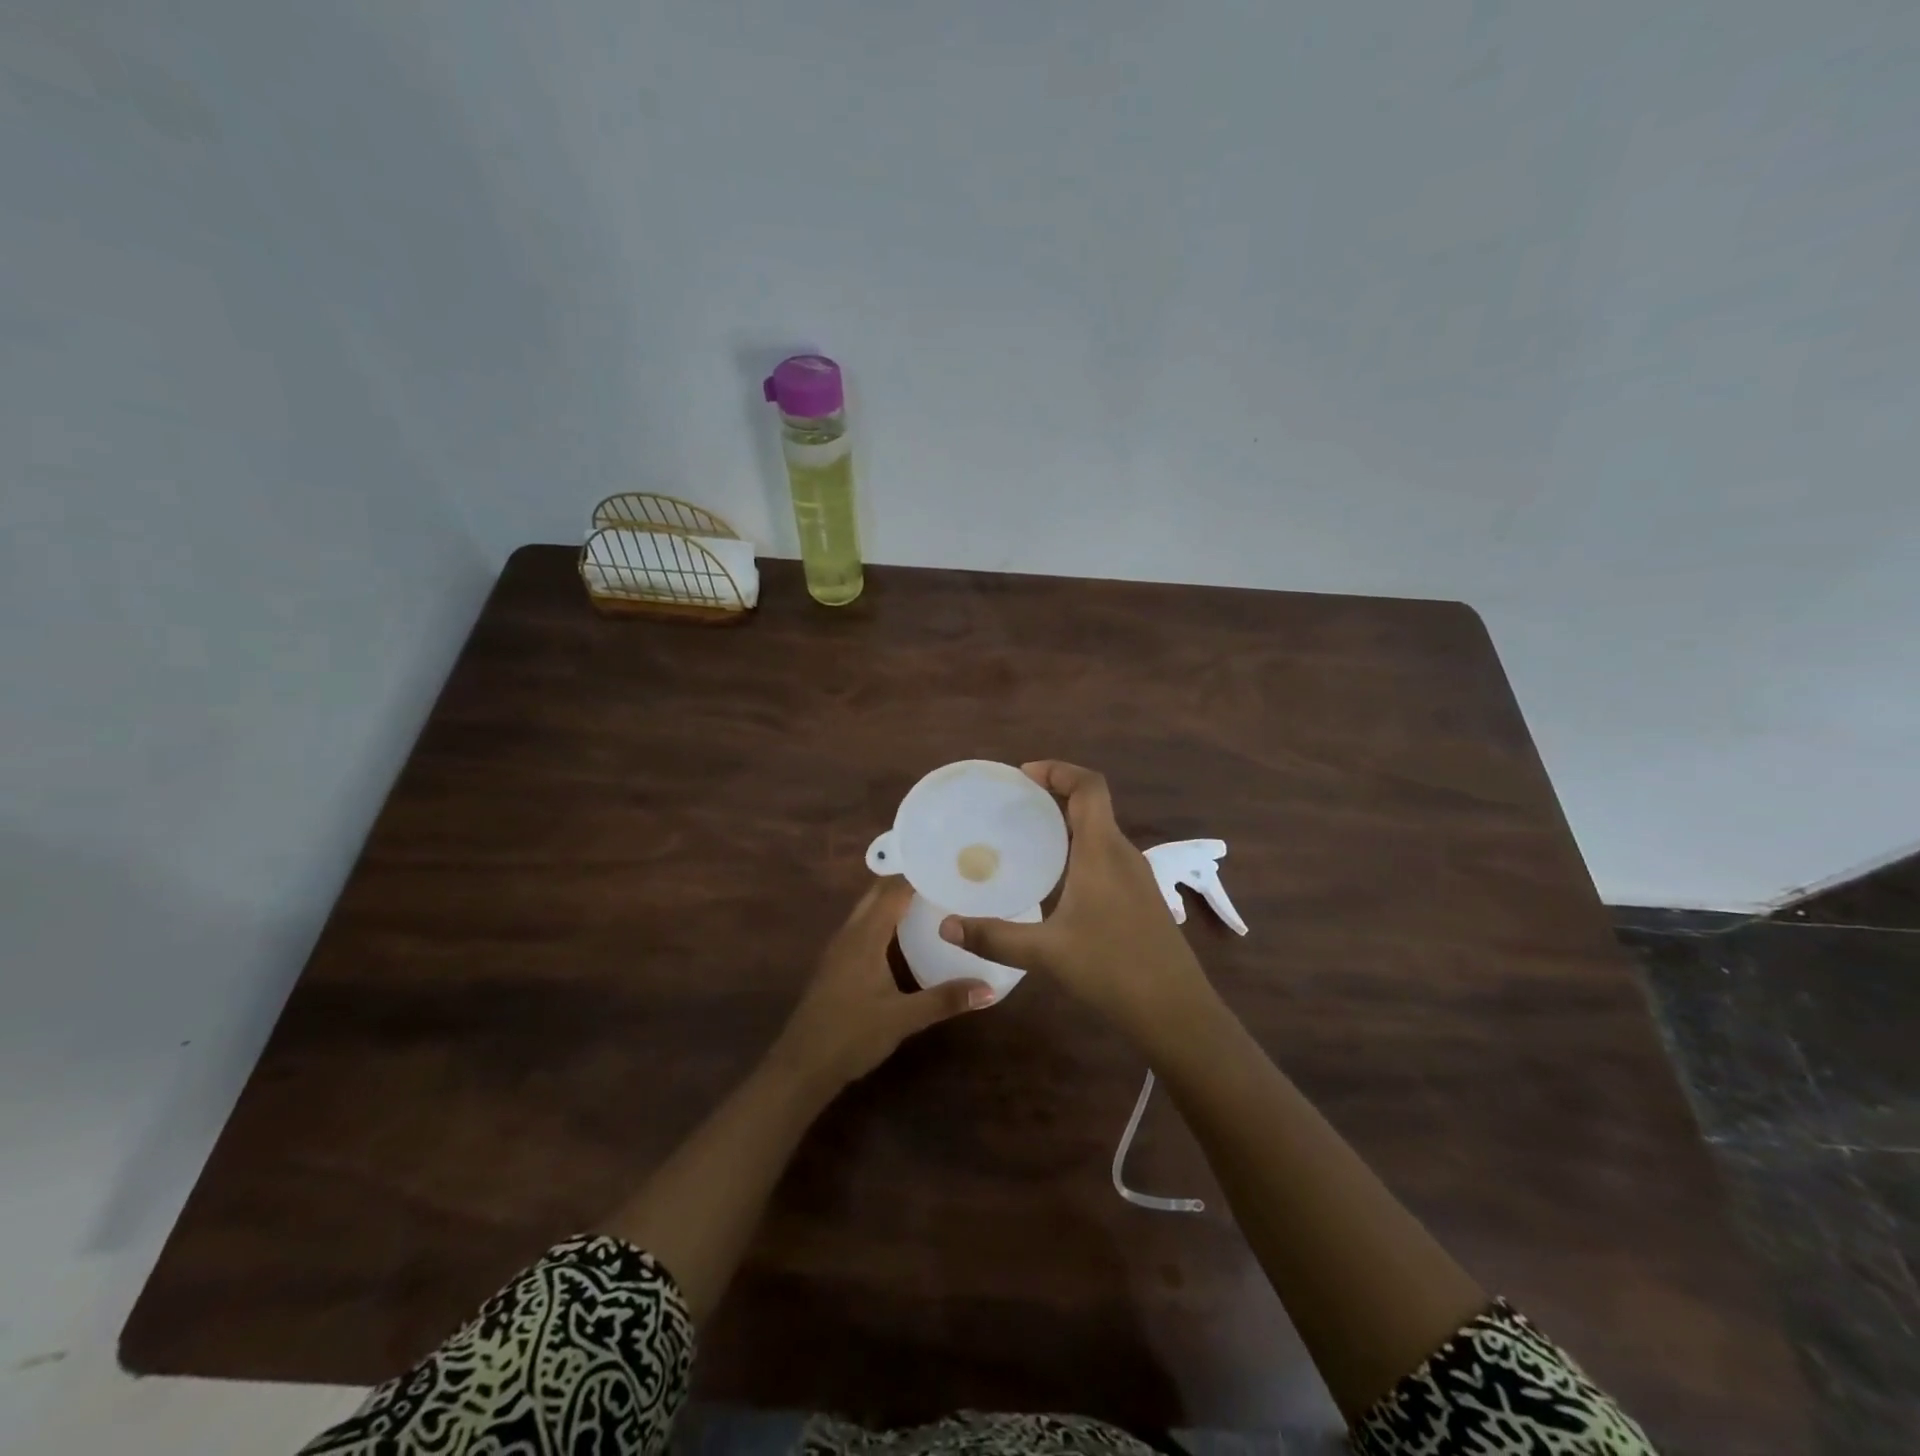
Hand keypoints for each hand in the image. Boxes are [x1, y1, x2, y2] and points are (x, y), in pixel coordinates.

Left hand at [774, 877, 991, 1091]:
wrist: (801, 1066)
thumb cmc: (850, 1035)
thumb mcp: (902, 1019)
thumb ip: (944, 1000)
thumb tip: (989, 988)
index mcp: (865, 936)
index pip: (893, 890)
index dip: (918, 873)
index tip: (949, 864)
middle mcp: (850, 933)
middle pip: (878, 893)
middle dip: (908, 881)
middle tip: (945, 877)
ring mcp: (840, 948)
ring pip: (869, 909)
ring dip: (894, 898)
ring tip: (932, 896)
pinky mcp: (837, 964)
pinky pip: (864, 926)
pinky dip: (885, 918)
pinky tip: (905, 933)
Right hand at [939, 761, 1208, 1038]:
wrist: (1176, 1011)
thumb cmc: (1112, 969)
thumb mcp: (1045, 953)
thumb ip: (994, 937)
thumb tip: (945, 926)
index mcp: (1102, 851)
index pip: (1089, 786)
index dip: (1058, 770)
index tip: (1022, 776)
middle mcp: (1123, 853)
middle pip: (1093, 804)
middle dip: (1054, 795)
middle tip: (1013, 807)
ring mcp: (1136, 876)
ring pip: (1100, 832)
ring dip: (1067, 824)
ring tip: (1027, 840)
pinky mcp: (1140, 898)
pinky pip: (1106, 856)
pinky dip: (1079, 850)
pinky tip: (1056, 882)